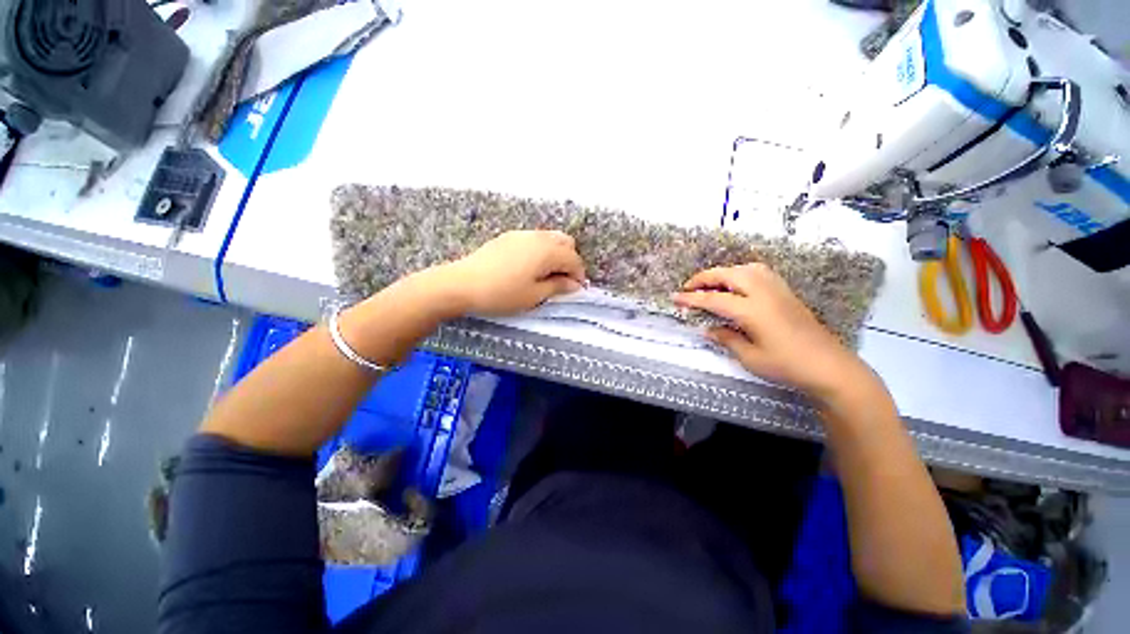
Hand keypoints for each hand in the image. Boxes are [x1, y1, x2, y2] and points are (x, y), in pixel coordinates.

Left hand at [436, 230, 586, 316]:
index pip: (574, 259)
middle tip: (562, 281)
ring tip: (546, 275)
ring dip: (555, 254)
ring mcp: (521, 234)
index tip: (575, 290)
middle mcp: (538, 237)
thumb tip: (574, 284)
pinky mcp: (508, 237)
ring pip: (549, 238)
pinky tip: (529, 267)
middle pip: (565, 242)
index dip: (578, 275)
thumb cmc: (502, 293)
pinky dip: (541, 251)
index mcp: (547, 251)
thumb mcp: (534, 295)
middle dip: (569, 260)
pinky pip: (534, 239)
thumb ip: (557, 287)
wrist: (462, 284)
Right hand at [674, 263, 874, 400]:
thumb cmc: (788, 366)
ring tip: (711, 284)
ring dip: (724, 272)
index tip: (675, 297)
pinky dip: (741, 273)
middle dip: (704, 278)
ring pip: (745, 268)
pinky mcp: (786, 292)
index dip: (691, 298)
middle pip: (728, 274)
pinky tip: (738, 284)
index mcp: (752, 310)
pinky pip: (759, 272)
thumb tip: (708, 329)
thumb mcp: (750, 358)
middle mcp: (764, 293)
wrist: (831, 367)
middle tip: (689, 288)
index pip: (714, 299)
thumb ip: (726, 339)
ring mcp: (778, 290)